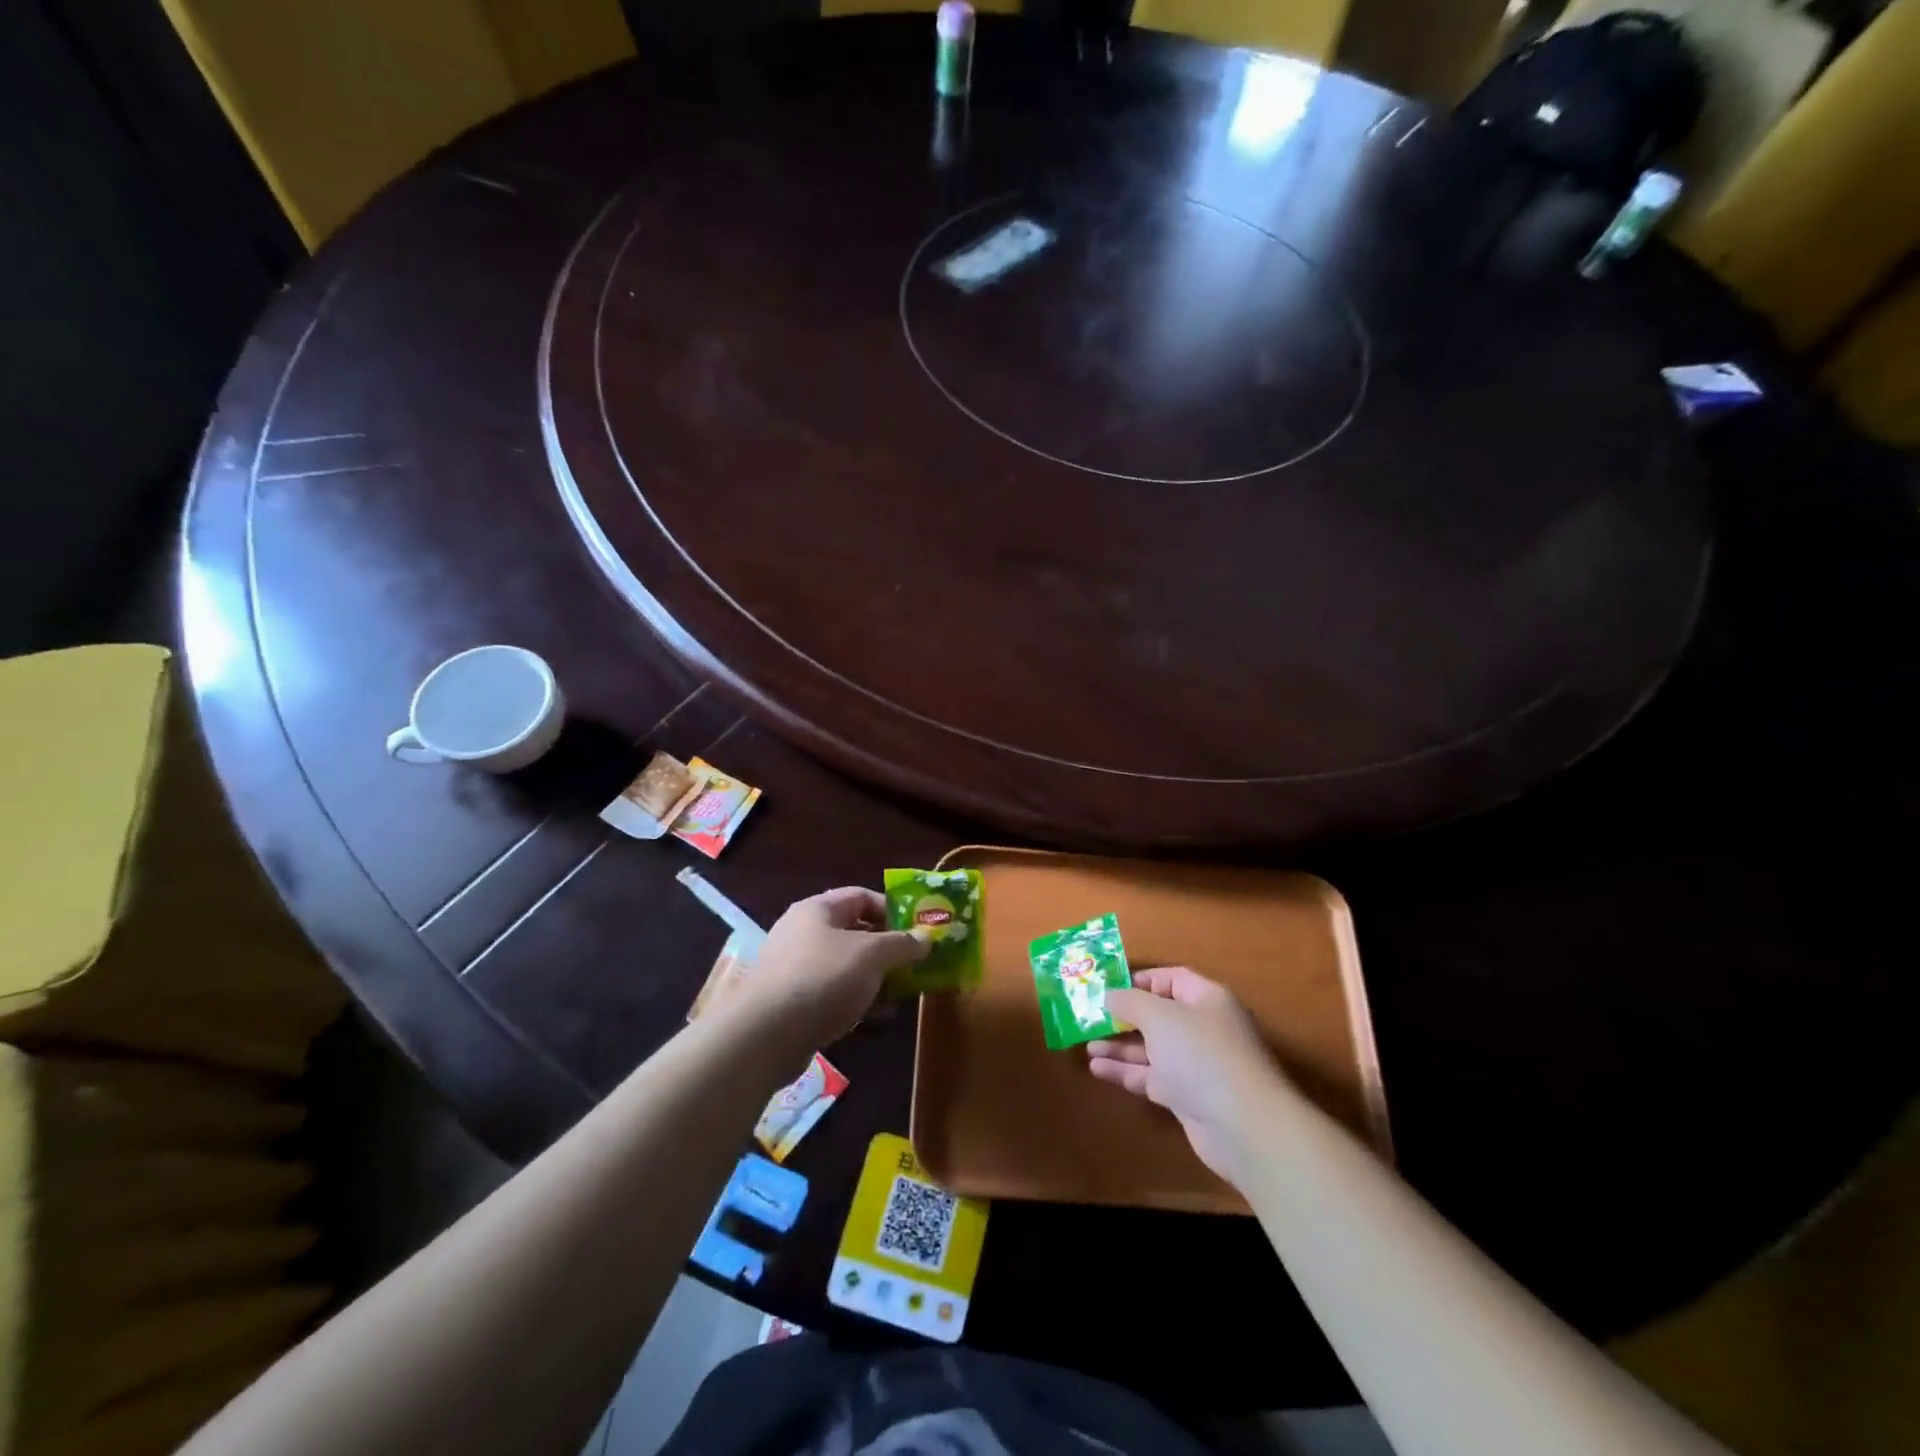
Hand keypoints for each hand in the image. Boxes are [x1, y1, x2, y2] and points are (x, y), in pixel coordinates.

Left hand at [732, 887, 926, 1049]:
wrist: (764, 1036)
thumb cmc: (822, 979)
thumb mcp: (872, 956)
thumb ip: (903, 944)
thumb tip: (927, 937)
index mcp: (818, 910)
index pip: (862, 897)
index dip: (893, 910)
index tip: (919, 930)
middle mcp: (803, 933)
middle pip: (855, 933)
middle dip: (888, 950)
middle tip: (916, 966)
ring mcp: (794, 969)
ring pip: (845, 967)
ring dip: (875, 980)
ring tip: (901, 996)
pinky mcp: (791, 1003)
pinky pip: (832, 994)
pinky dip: (855, 1002)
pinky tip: (874, 1020)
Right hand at [1087, 967, 1290, 1188]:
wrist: (1242, 1126)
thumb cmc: (1201, 1054)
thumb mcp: (1159, 1016)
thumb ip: (1130, 1001)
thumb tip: (1110, 995)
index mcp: (1206, 999)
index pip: (1171, 978)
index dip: (1140, 980)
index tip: (1108, 987)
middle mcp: (1203, 1028)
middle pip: (1159, 1015)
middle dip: (1124, 1016)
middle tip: (1091, 1018)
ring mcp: (1196, 1065)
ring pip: (1152, 1048)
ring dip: (1120, 1046)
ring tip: (1086, 1044)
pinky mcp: (1188, 1097)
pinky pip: (1152, 1077)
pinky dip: (1126, 1072)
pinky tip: (1097, 1069)